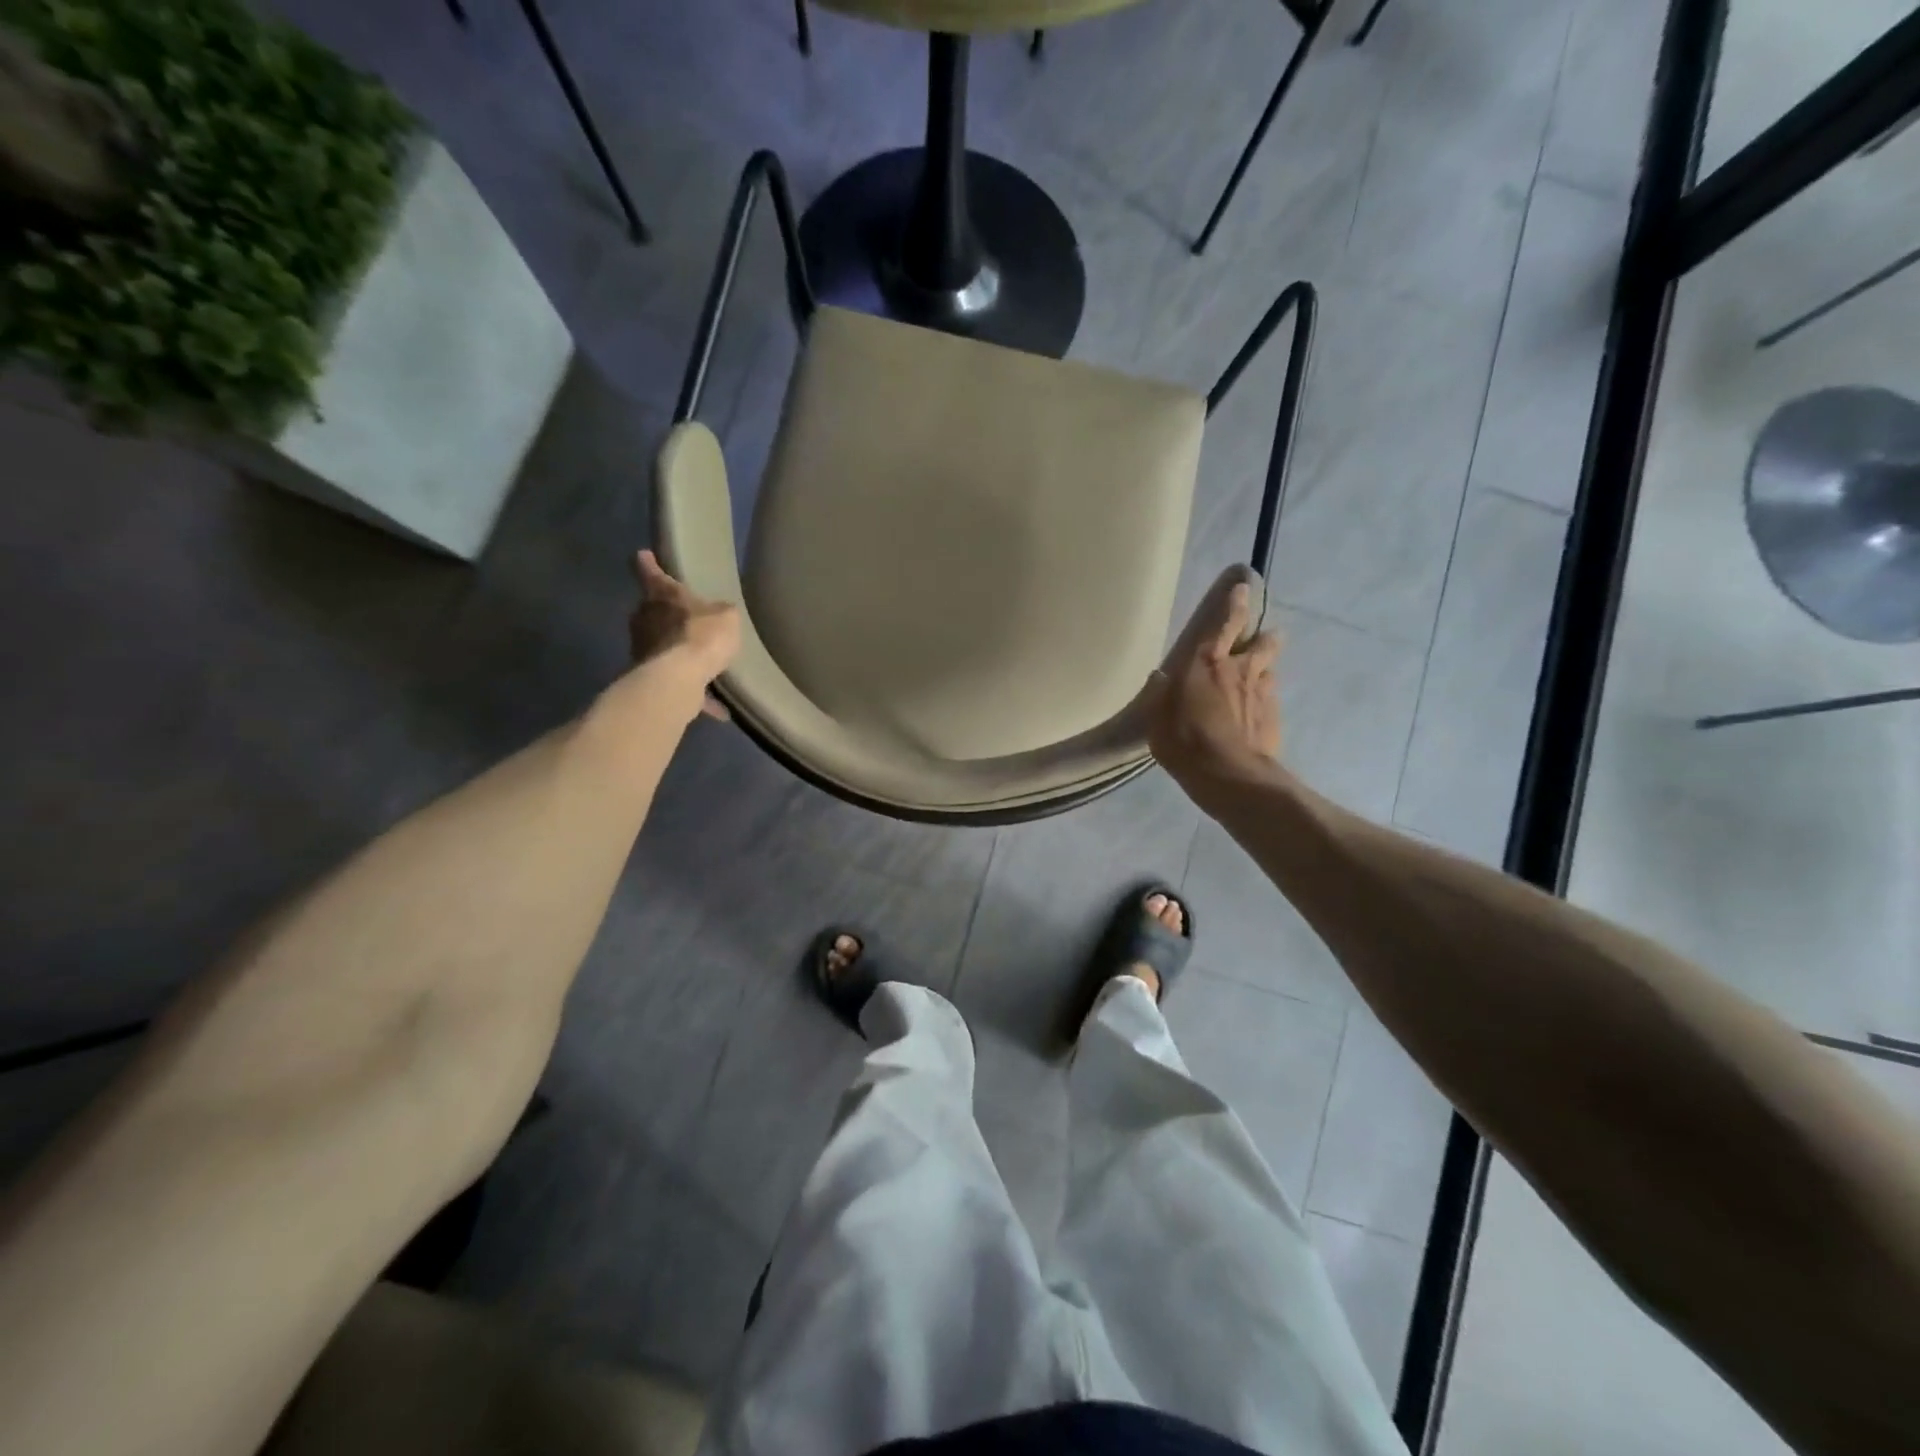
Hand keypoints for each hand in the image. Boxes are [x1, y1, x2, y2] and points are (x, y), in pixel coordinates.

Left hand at [628, 550, 740, 718]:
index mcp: (663, 596)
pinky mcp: (650, 679)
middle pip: (653, 612)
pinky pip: (678, 682)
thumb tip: (720, 614)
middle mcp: (646, 620)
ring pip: (662, 647)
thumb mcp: (727, 617)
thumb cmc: (701, 636)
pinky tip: (718, 708)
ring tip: (703, 663)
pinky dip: (696, 693)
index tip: (642, 555)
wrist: (679, 680)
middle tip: (685, 617)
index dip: (649, 564)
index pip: (652, 573)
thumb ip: (723, 613)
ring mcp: (644, 651)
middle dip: (666, 615)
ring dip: (679, 653)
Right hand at [1147, 571, 1281, 795]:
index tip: (1243, 587)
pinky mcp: (1275, 718)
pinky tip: (1257, 712)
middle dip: (1263, 637)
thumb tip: (1160, 676)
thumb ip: (1159, 695)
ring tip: (1256, 678)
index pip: (1225, 624)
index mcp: (1207, 663)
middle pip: (1262, 644)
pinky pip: (1271, 699)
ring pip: (1269, 670)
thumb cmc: (1184, 742)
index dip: (1234, 604)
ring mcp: (1262, 694)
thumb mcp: (1157, 718)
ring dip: (1264, 670)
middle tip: (1263, 638)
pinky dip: (1264, 699)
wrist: (1230, 776)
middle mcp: (1240, 671)